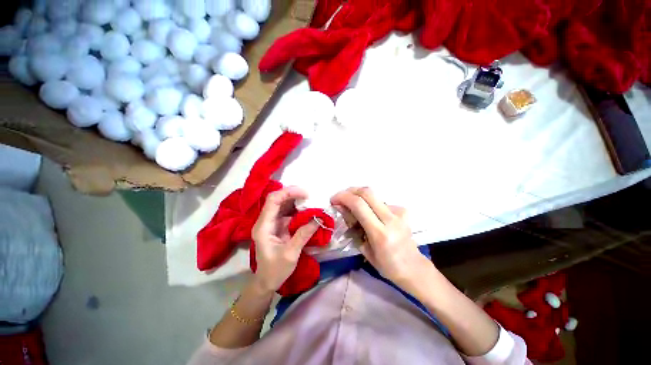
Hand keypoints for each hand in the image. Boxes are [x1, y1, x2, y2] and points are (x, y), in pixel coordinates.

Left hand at [251, 186, 318, 293]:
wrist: (266, 281)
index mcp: (263, 227)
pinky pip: (287, 212)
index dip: (288, 193)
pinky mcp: (277, 226)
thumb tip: (318, 219)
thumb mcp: (290, 254)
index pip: (273, 201)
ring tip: (310, 202)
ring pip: (283, 204)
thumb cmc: (275, 270)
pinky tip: (307, 211)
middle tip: (310, 196)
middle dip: (293, 194)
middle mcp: (265, 221)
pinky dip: (297, 210)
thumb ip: (303, 235)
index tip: (305, 194)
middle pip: (277, 200)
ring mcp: (271, 223)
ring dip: (296, 201)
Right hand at [331, 187, 431, 288]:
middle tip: (340, 198)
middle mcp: (391, 219)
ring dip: (358, 197)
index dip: (343, 197)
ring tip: (352, 208)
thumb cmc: (386, 265)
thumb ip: (352, 225)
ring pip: (373, 195)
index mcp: (380, 234)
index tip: (333, 200)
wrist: (414, 267)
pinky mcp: (403, 210)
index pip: (359, 205)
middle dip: (349, 191)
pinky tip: (370, 214)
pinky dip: (369, 204)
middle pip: (367, 192)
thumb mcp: (364, 249)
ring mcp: (399, 212)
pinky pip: (380, 201)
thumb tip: (341, 207)